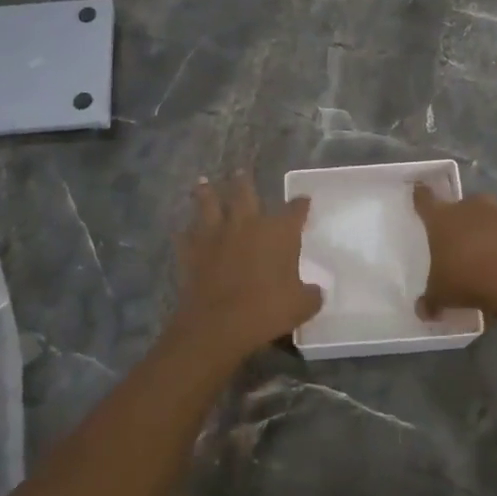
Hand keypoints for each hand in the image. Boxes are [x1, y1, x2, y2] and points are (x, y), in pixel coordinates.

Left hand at [169, 174, 322, 360]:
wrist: (218, 323)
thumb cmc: (266, 310)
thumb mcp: (301, 306)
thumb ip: (310, 295)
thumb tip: (315, 292)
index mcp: (278, 232)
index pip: (294, 210)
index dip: (300, 205)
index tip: (303, 201)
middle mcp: (247, 223)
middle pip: (245, 192)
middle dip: (244, 181)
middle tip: (241, 171)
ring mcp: (215, 234)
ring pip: (209, 204)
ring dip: (206, 192)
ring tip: (203, 182)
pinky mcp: (191, 250)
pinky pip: (185, 235)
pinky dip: (184, 232)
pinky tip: (181, 230)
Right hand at [412, 182, 496, 317]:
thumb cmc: (468, 281)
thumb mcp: (442, 295)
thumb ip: (430, 300)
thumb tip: (423, 311)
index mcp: (444, 218)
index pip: (425, 199)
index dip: (422, 198)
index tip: (421, 194)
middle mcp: (473, 205)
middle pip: (465, 209)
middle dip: (467, 224)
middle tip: (469, 249)